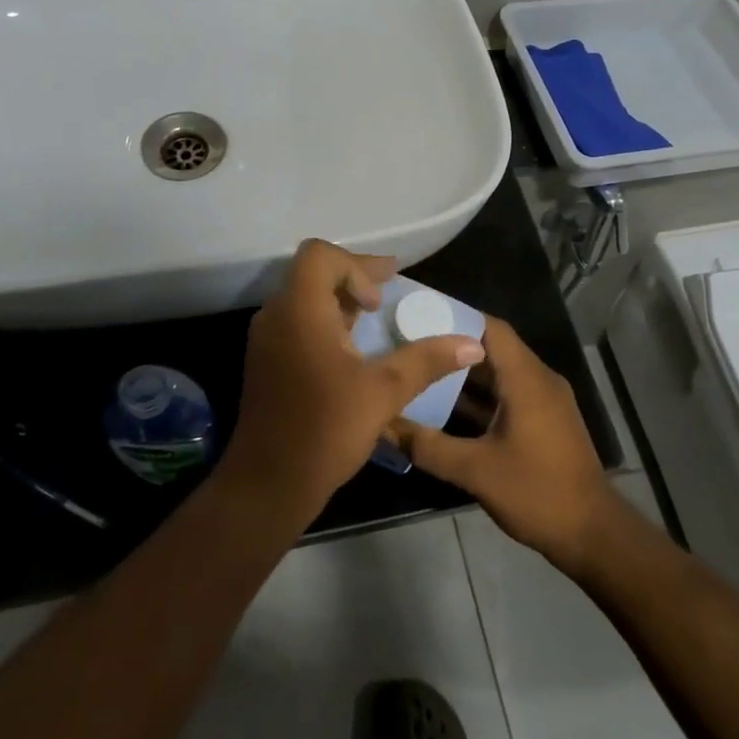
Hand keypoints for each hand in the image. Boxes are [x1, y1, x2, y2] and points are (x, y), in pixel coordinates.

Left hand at [226, 240, 486, 521]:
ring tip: (375, 319)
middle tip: (389, 294)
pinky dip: (326, 323)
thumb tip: (472, 343)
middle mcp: (276, 315)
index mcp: (299, 309)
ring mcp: (266, 339)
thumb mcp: (384, 392)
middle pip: (313, 273)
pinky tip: (352, 351)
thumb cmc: (325, 429)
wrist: (268, 483)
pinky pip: (297, 323)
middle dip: (354, 278)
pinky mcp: (267, 361)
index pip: (320, 254)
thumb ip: (427, 360)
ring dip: (340, 301)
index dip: (356, 265)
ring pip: (304, 299)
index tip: (379, 299)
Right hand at [391, 318, 619, 571]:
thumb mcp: (476, 471)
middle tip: (412, 344)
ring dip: (465, 373)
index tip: (419, 317)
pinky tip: (448, 408)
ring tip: (422, 371)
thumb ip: (428, 446)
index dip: (455, 317)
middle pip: (492, 347)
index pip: (490, 328)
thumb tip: (385, 425)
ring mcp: (545, 401)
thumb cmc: (537, 493)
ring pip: (500, 373)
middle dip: (453, 345)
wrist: (594, 535)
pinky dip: (481, 396)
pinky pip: (509, 394)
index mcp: (526, 379)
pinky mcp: (546, 421)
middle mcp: (538, 380)